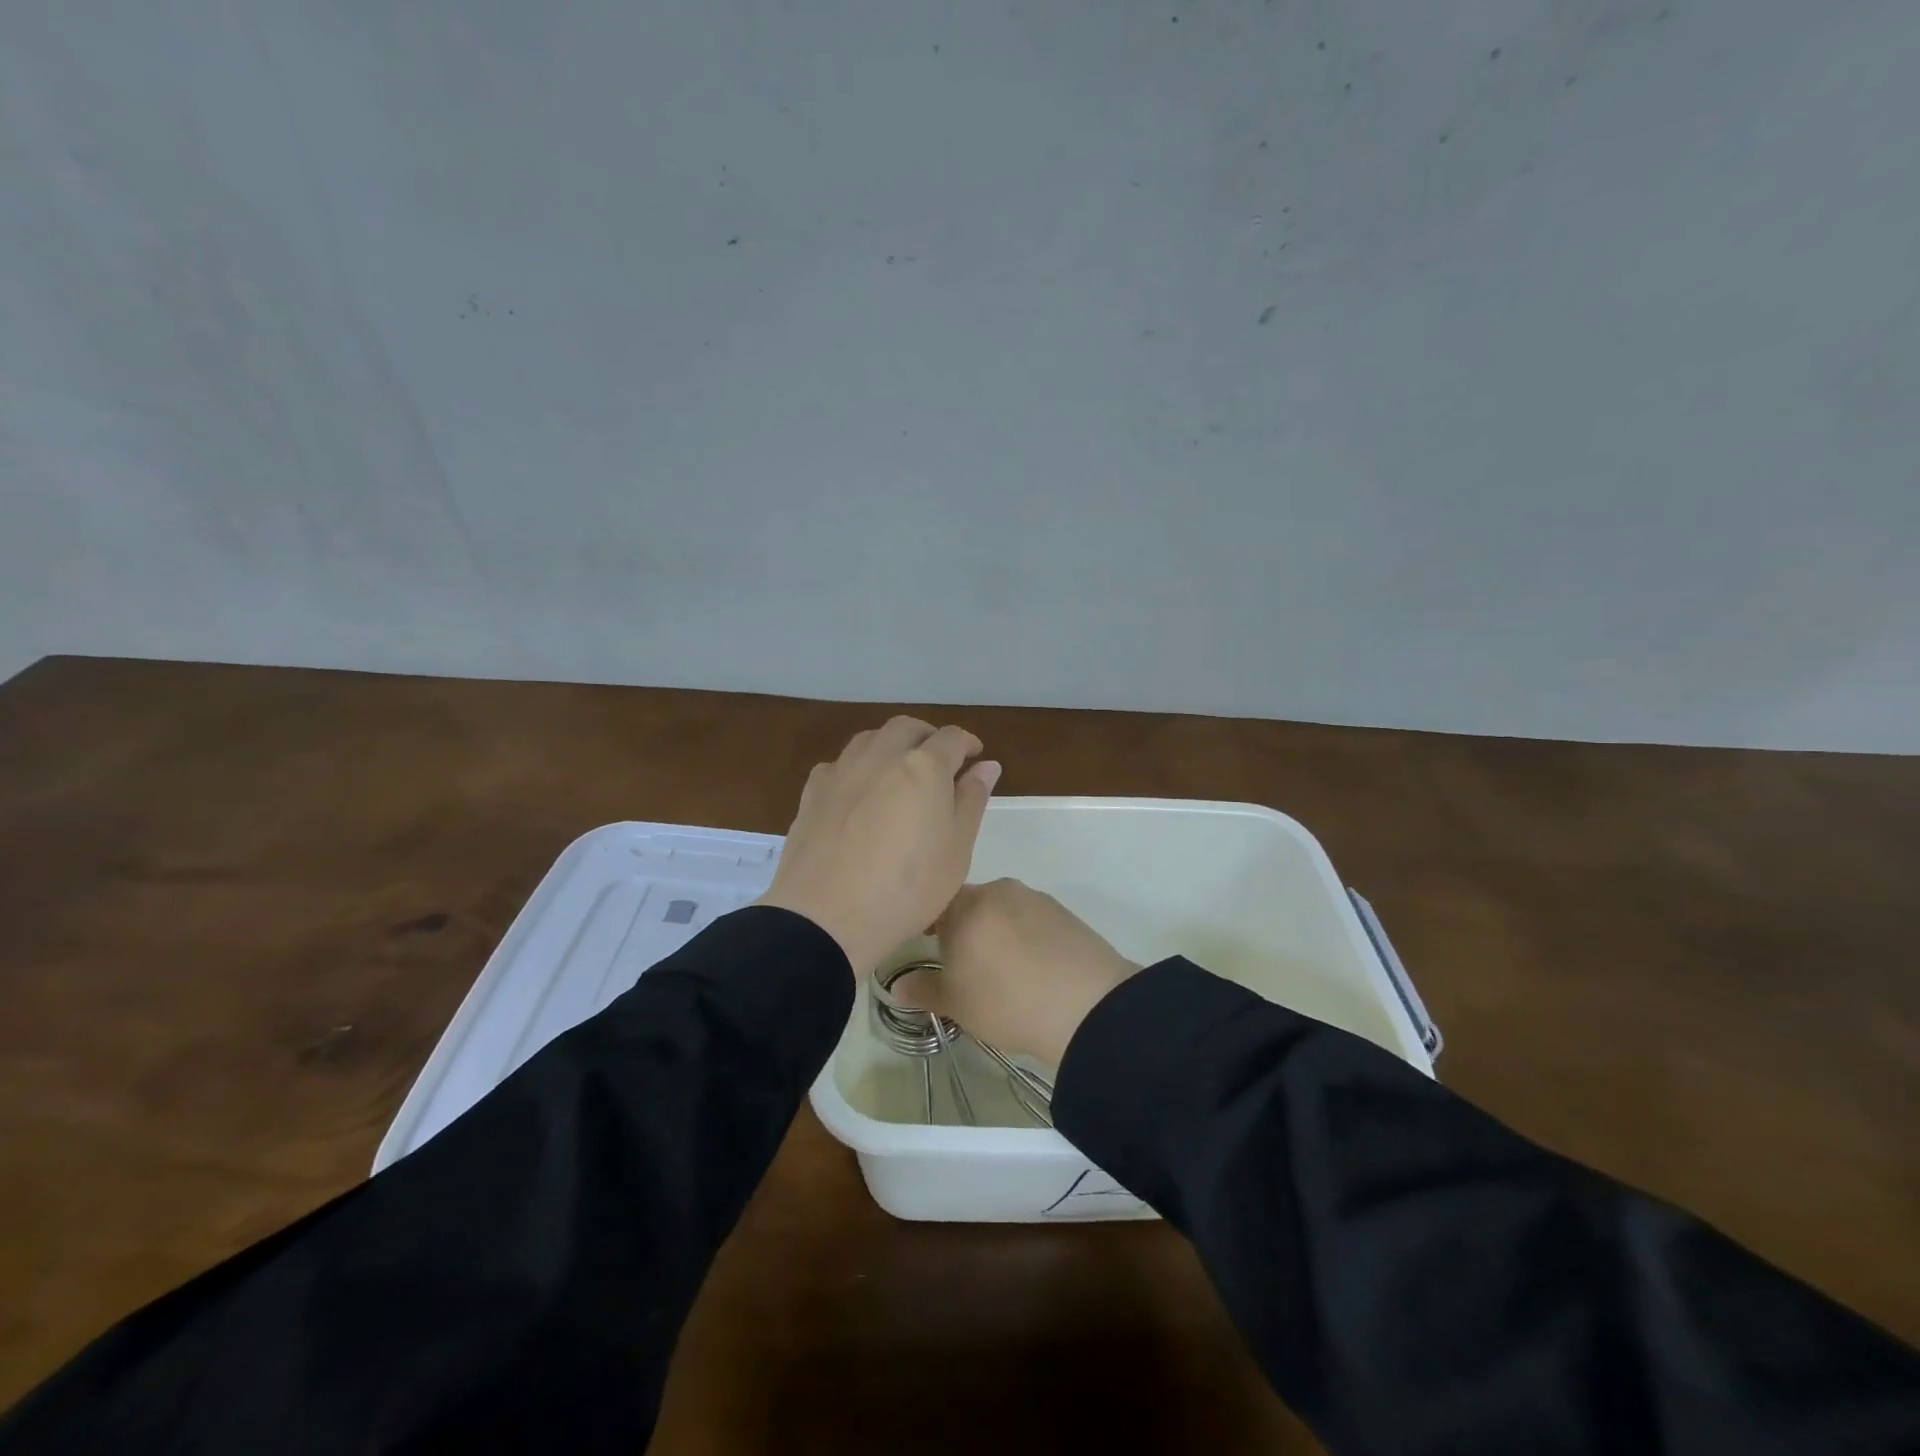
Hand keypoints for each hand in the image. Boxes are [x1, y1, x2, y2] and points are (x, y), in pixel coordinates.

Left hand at [756, 717, 1000, 977]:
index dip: (967, 744)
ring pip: (870, 739)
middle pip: (907, 728)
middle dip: (927, 737)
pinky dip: (857, 768)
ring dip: (891, 745)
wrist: (825, 917)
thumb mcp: (957, 851)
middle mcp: (881, 756)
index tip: (976, 757)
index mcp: (923, 767)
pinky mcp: (812, 793)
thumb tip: (986, 765)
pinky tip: (858, 793)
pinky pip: (839, 764)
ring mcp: (842, 771)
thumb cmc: (907, 888)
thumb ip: (971, 801)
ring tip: (899, 772)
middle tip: (940, 761)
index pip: (951, 738)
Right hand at [895, 878, 1139, 1066]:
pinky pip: (1031, 918)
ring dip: (996, 931)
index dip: (927, 924)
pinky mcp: (1063, 911)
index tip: (928, 949)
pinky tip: (1033, 966)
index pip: (934, 902)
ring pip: (1002, 910)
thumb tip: (896, 986)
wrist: (1088, 1005)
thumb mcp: (957, 1004)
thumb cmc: (1008, 1002)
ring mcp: (1034, 897)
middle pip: (969, 903)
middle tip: (965, 966)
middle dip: (963, 929)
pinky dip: (1025, 935)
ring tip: (1003, 970)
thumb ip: (923, 990)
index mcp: (965, 906)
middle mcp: (998, 890)